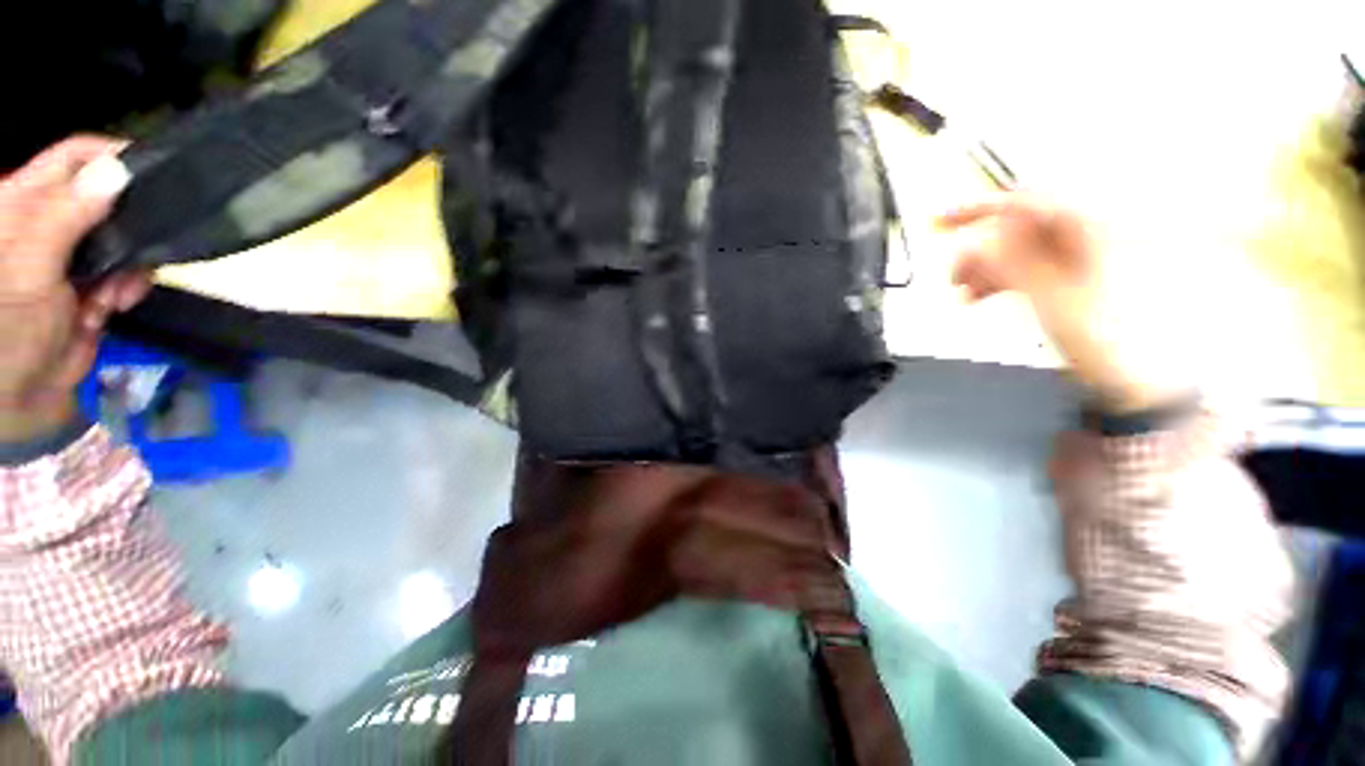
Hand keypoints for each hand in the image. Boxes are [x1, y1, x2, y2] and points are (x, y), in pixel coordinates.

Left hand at [0, 136, 149, 441]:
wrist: (19, 392)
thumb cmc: (11, 325)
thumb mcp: (32, 265)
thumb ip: (67, 214)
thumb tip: (118, 170)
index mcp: (26, 203)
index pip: (75, 158)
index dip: (113, 158)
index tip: (154, 176)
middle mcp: (50, 221)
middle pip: (106, 199)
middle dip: (128, 228)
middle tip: (133, 257)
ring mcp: (72, 255)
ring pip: (123, 238)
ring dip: (129, 266)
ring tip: (116, 295)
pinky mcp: (91, 283)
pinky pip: (126, 270)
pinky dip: (127, 287)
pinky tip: (113, 306)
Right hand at [937, 193, 1191, 412]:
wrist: (1129, 373)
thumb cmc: (1102, 335)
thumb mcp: (1050, 296)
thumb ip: (1012, 262)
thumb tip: (974, 241)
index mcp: (1087, 230)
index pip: (1025, 203)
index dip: (979, 209)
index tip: (942, 222)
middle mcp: (1080, 236)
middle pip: (1016, 228)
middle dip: (978, 249)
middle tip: (951, 272)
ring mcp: (1072, 258)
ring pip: (1014, 251)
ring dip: (983, 269)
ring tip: (962, 292)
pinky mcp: (1064, 276)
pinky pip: (1022, 268)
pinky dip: (997, 280)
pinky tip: (977, 296)